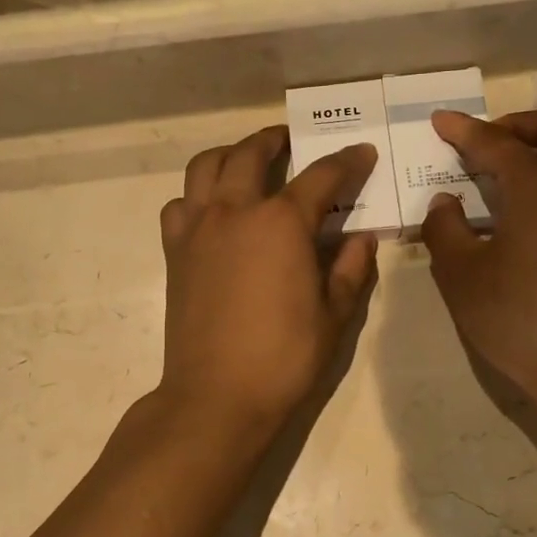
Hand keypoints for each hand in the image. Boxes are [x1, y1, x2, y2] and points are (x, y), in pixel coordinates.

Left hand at [157, 127, 378, 433]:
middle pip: (250, 153)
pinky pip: (180, 205)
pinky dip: (196, 196)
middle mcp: (234, 212)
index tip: (362, 153)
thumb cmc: (284, 358)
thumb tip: (361, 239)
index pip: (321, 177)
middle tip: (291, 142)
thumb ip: (351, 269)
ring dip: (229, 155)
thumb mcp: (334, 315)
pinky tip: (212, 212)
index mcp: (281, 223)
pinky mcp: (174, 252)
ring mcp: (197, 229)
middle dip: (275, 140)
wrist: (217, 395)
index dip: (347, 162)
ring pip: (205, 167)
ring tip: (245, 162)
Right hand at [424, 109, 536, 418]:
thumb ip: (445, 230)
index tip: (441, 121)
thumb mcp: (462, 276)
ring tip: (508, 175)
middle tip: (489, 141)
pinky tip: (529, 214)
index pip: (497, 144)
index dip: (465, 131)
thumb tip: (445, 203)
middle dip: (522, 124)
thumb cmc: (520, 318)